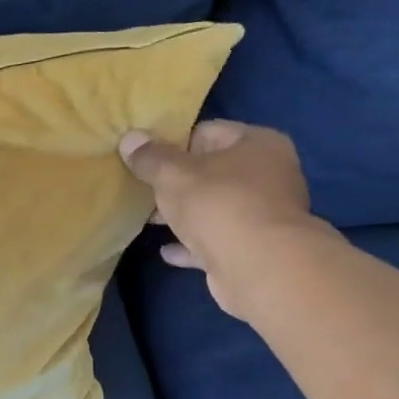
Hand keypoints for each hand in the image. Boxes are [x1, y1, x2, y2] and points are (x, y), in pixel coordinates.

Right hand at [118, 120, 329, 318]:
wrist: (258, 266)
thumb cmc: (218, 204)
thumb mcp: (172, 174)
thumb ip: (149, 157)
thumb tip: (129, 138)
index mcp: (257, 144)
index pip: (207, 132)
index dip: (172, 143)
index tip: (144, 160)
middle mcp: (269, 174)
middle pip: (212, 171)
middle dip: (176, 182)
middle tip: (143, 190)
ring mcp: (264, 213)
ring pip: (214, 207)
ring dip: (184, 213)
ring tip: (149, 219)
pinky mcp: (255, 247)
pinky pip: (216, 240)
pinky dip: (192, 244)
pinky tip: (167, 251)